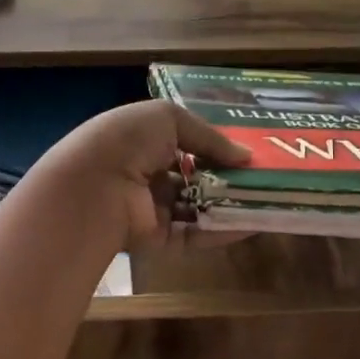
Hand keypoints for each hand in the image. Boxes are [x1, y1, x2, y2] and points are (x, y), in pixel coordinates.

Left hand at [38, 101, 252, 253]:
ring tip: (265, 203)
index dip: (214, 148)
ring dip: (228, 205)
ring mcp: (150, 209)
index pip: (183, 145)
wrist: (94, 186)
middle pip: (193, 178)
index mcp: (141, 141)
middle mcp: (145, 175)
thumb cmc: (127, 140)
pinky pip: (193, 235)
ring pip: (196, 208)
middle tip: (264, 180)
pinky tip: (249, 225)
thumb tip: (246, 156)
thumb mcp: (168, 118)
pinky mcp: (156, 240)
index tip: (248, 153)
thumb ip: (209, 137)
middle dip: (226, 179)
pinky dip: (220, 231)